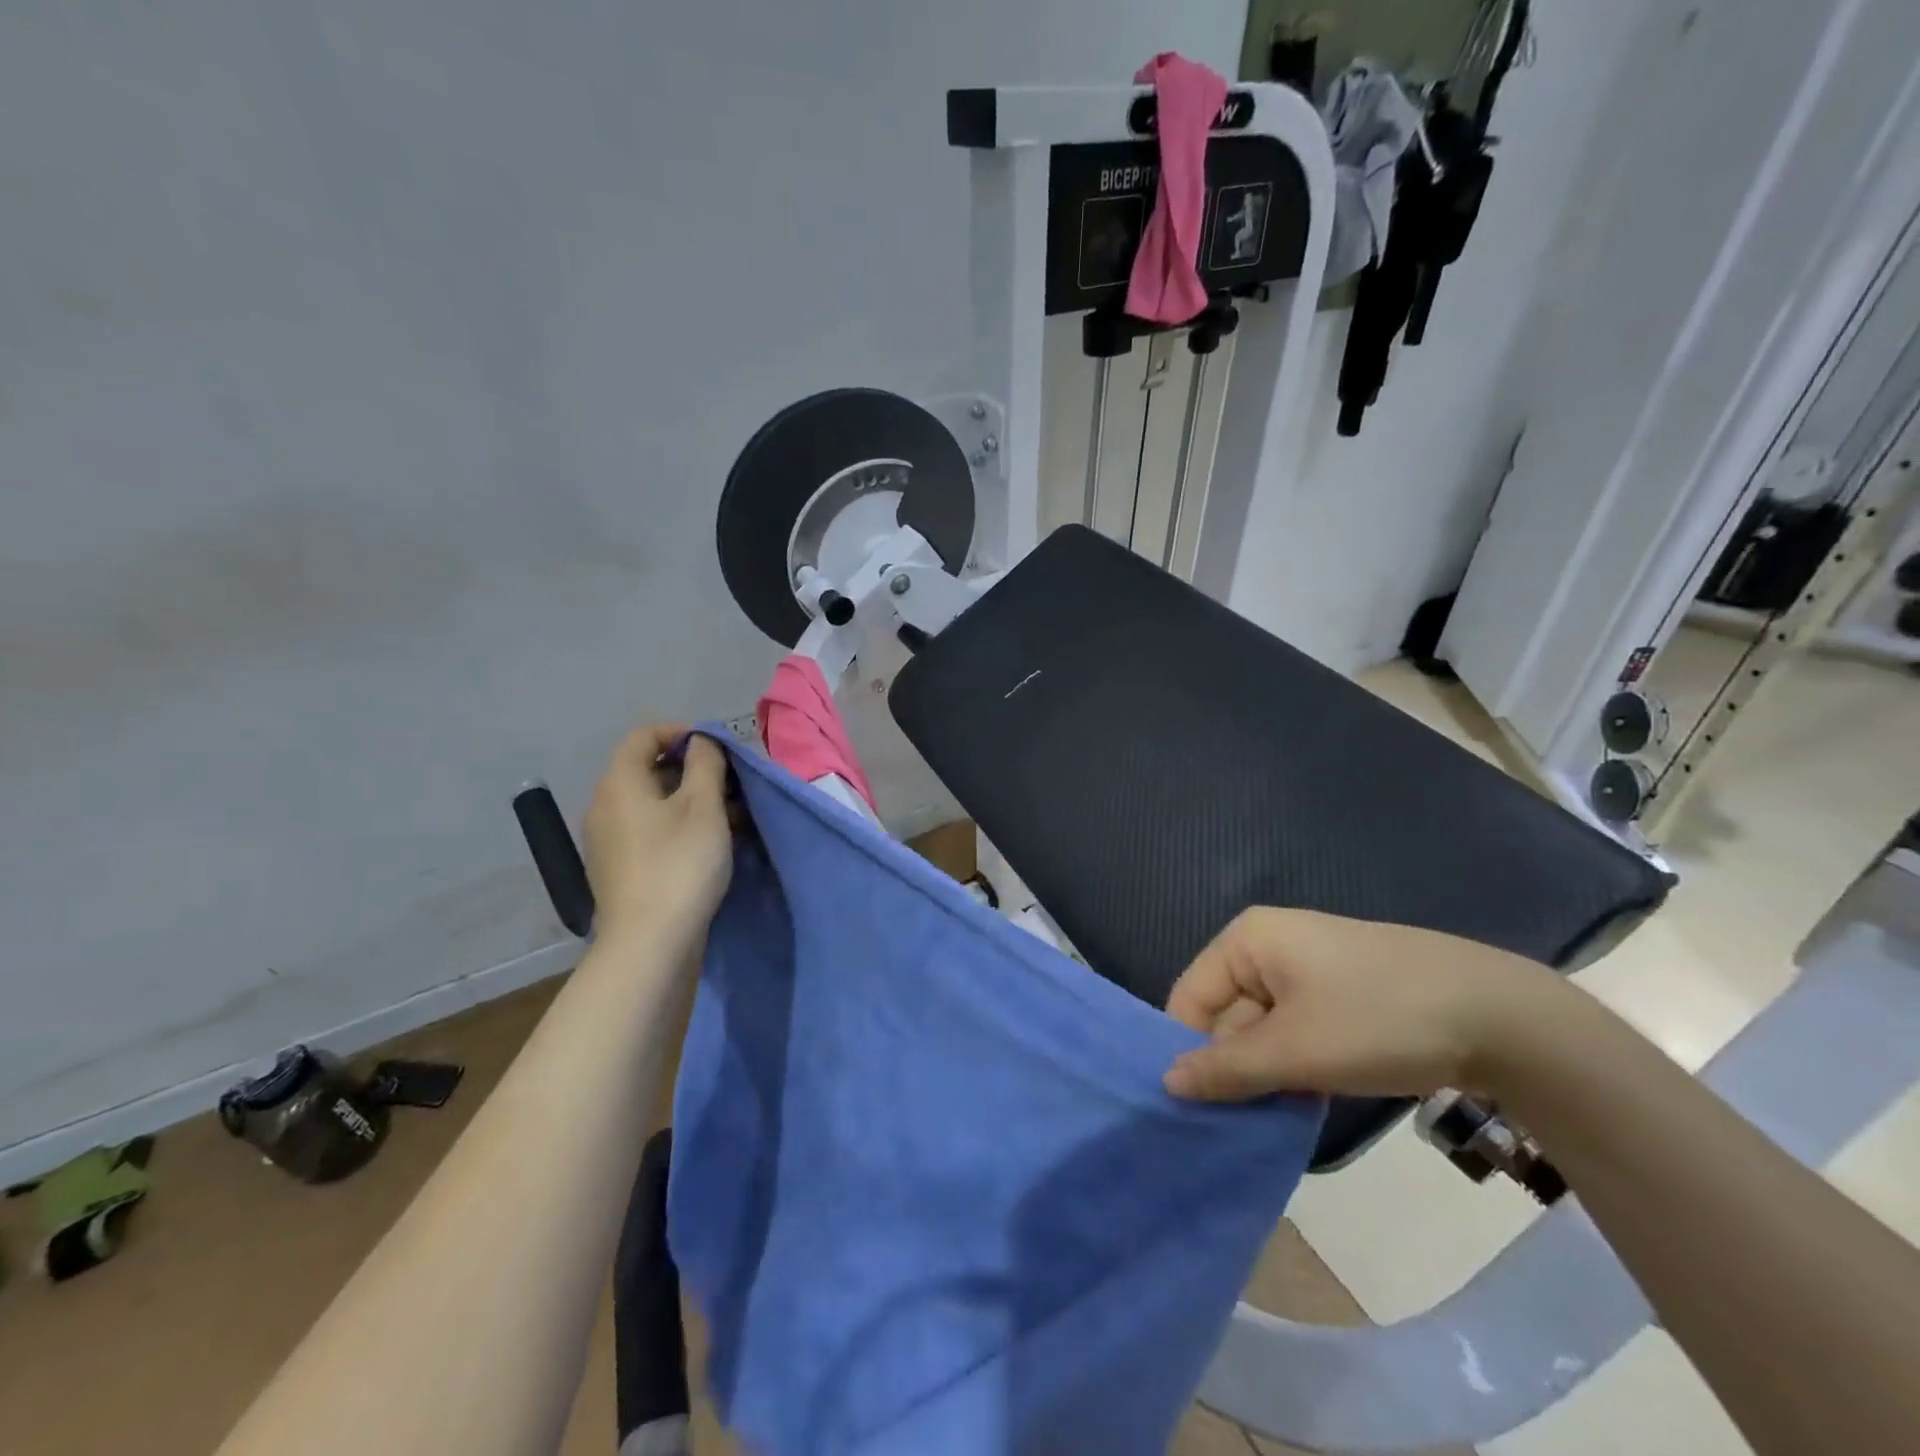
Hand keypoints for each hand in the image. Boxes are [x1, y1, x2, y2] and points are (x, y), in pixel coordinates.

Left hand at [582, 724, 732, 948]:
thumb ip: (706, 763)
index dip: (682, 732)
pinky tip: (708, 845)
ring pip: (652, 803)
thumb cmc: (679, 864)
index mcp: (620, 782)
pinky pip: (648, 830)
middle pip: (648, 769)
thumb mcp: (704, 806)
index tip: (717, 749)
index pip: (644, 735)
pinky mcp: (617, 868)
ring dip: (690, 801)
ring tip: (730, 818)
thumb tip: (702, 741)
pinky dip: (677, 826)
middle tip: (731, 785)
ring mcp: (607, 839)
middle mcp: (604, 805)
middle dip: (692, 770)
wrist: (648, 943)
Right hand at [1161, 907, 1562, 1102]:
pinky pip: (1298, 1029)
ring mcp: (1311, 967)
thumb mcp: (1294, 1051)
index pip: (1190, 997)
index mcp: (1248, 939)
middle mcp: (1271, 944)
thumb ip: (1225, 1070)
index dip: (1189, 1050)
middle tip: (1241, 1122)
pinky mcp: (1344, 992)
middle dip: (1233, 1067)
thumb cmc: (1377, 1020)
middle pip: (1227, 1012)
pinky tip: (1311, 1098)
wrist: (1502, 1017)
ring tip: (1276, 1117)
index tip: (1198, 1107)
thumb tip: (1166, 1083)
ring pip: (1264, 1026)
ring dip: (1267, 1072)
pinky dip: (1297, 1064)